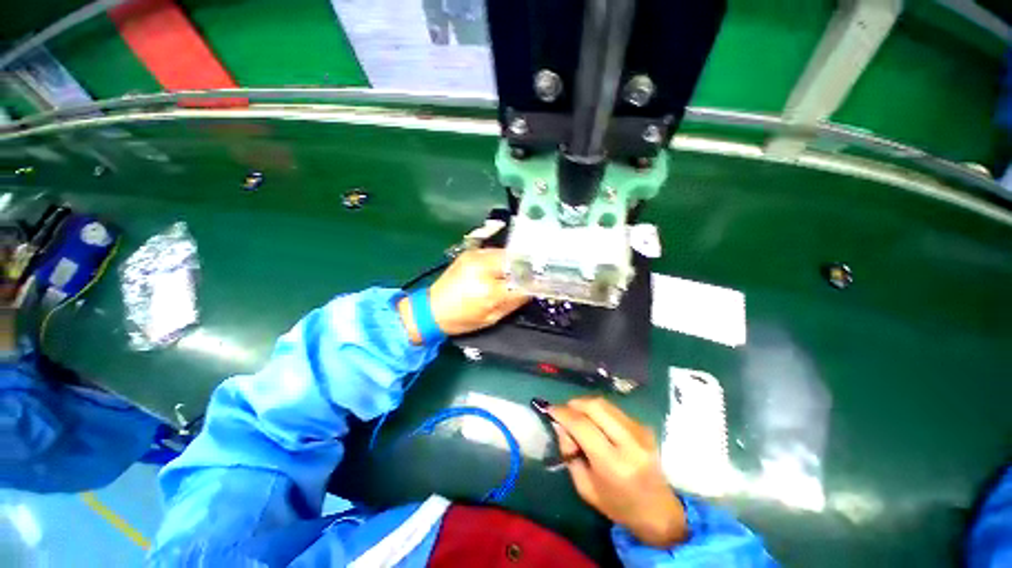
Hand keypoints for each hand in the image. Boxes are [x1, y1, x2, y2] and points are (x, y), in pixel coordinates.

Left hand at [398, 248, 528, 342]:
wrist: (431, 309)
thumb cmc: (462, 319)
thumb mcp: (492, 317)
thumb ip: (514, 301)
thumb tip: (532, 289)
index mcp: (488, 288)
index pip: (521, 279)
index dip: (535, 279)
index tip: (545, 281)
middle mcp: (483, 266)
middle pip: (516, 259)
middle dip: (528, 265)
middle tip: (536, 273)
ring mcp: (475, 256)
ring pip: (506, 253)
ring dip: (517, 261)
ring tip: (522, 270)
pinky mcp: (470, 253)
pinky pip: (495, 252)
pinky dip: (504, 259)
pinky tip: (505, 267)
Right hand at [549, 397, 687, 547]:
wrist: (660, 512)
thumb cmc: (618, 506)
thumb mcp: (585, 487)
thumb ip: (569, 453)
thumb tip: (560, 425)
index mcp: (613, 464)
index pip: (582, 426)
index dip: (562, 413)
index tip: (549, 409)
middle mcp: (629, 442)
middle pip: (595, 406)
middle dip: (574, 404)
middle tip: (564, 412)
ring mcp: (640, 431)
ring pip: (604, 403)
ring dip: (586, 405)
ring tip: (578, 418)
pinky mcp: (644, 426)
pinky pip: (614, 409)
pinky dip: (599, 411)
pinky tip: (595, 424)